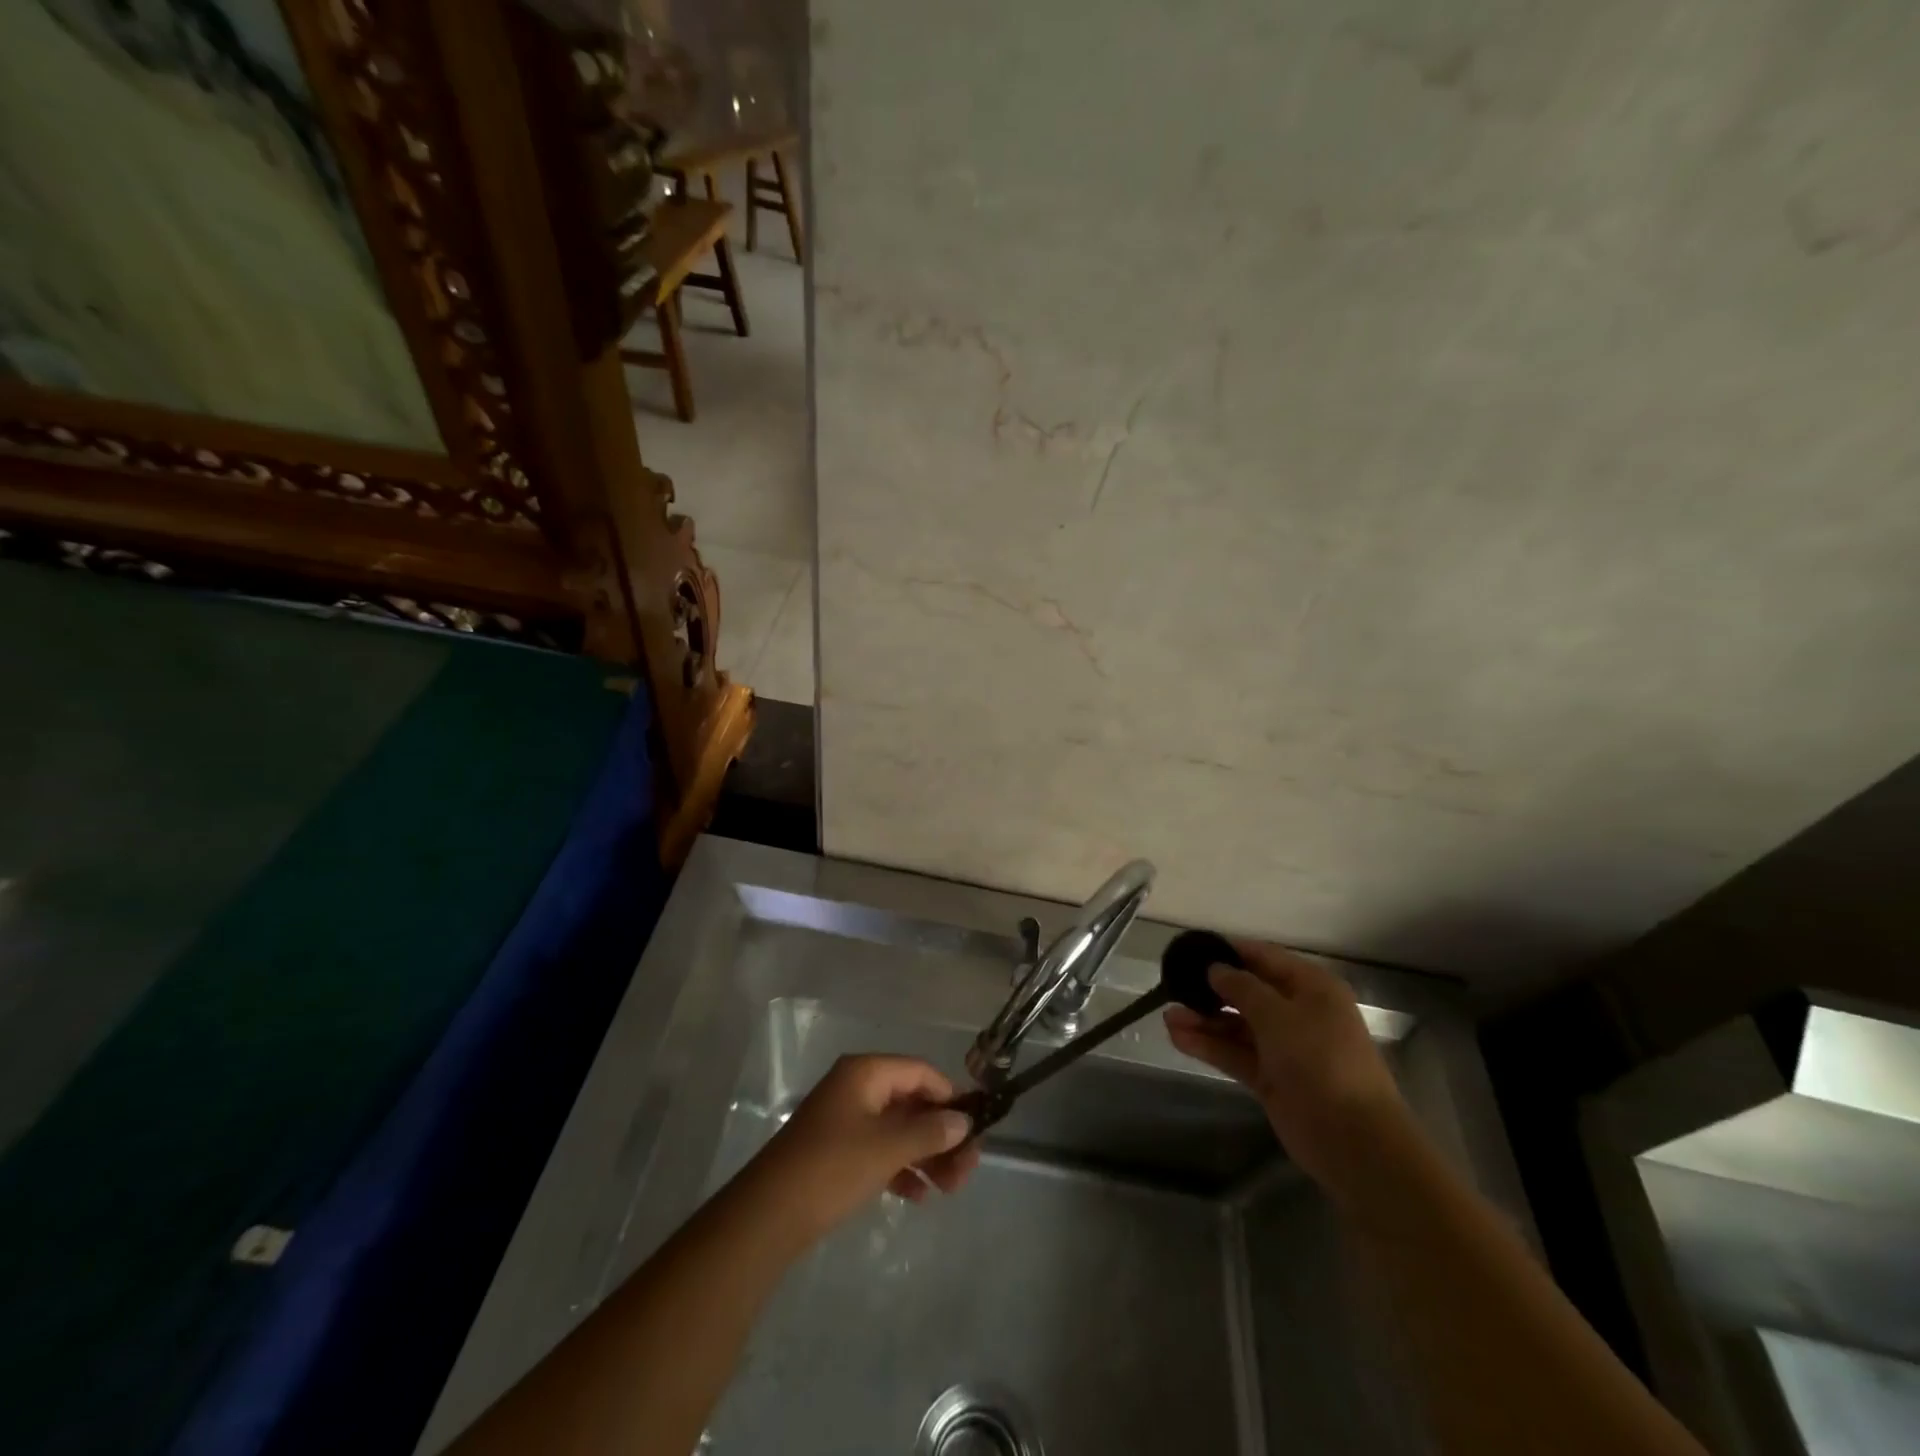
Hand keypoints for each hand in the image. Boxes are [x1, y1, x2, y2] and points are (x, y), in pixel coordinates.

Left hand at [749, 1055, 980, 1240]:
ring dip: (926, 1154)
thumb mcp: (887, 1148)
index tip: (976, 1127)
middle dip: (941, 1133)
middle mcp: (856, 1088)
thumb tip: (963, 1121)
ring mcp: (844, 1120)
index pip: (920, 1072)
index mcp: (865, 1073)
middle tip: (967, 1170)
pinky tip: (918, 1196)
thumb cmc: (832, 1168)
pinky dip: (901, 1167)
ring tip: (950, 1189)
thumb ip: (929, 1131)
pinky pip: (879, 1149)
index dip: (950, 1096)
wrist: (767, 1216)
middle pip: (911, 1101)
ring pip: (897, 1129)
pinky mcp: (836, 1151)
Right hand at [1164, 939, 1416, 1212]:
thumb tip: (1215, 968)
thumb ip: (1242, 987)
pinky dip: (1208, 1045)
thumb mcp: (1278, 1015)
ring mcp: (1284, 1048)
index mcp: (1312, 988)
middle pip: (1248, 993)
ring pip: (1236, 1026)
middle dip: (1211, 990)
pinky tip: (1177, 1037)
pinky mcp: (1270, 1078)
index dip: (1230, 952)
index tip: (1193, 949)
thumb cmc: (1320, 1061)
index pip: (1264, 958)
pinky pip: (1234, 1053)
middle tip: (1173, 984)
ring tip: (1167, 1015)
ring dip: (1204, 1020)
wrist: (1353, 1140)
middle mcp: (1298, 1013)